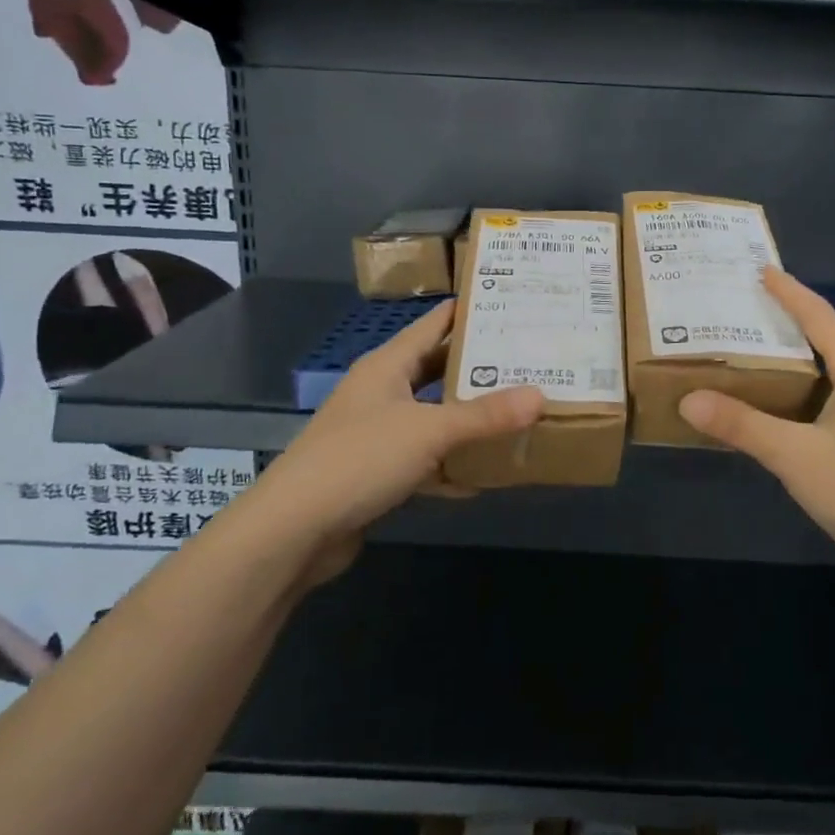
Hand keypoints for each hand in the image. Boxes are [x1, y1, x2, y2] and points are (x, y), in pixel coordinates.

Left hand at [255, 301, 544, 554]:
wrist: (293, 531)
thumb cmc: (359, 460)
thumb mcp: (429, 431)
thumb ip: (485, 415)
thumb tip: (541, 396)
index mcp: (388, 365)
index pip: (434, 324)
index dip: (469, 311)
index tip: (512, 303)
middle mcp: (381, 391)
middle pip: (437, 369)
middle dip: (479, 366)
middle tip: (528, 359)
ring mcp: (377, 433)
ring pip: (433, 415)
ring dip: (468, 417)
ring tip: (517, 410)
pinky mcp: (376, 471)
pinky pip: (425, 458)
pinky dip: (451, 463)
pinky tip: (484, 474)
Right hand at [678, 268, 834, 591]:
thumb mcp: (794, 455)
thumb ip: (741, 425)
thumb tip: (688, 400)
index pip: (821, 319)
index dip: (791, 293)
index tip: (762, 270)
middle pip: (828, 340)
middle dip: (790, 321)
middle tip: (749, 308)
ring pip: (830, 372)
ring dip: (796, 358)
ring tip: (757, 350)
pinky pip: (832, 398)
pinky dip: (803, 390)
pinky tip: (780, 405)